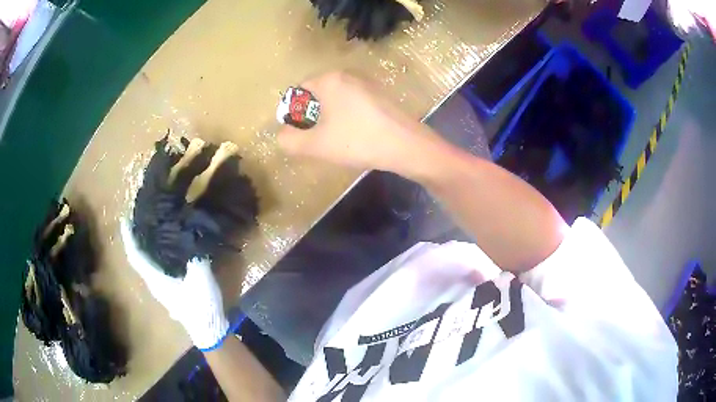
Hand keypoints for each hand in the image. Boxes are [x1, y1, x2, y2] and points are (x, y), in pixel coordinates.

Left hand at [119, 220, 228, 349]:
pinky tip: (165, 248)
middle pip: (139, 257)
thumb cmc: (200, 306)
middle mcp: (154, 282)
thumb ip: (194, 255)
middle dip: (136, 238)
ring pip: (147, 263)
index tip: (125, 219)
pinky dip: (155, 254)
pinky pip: (156, 267)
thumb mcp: (200, 278)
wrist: (208, 330)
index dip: (129, 237)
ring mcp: (161, 288)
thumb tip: (192, 233)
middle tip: (140, 218)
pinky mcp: (169, 290)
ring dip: (145, 246)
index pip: (136, 255)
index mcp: (156, 278)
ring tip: (151, 228)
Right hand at [278, 71, 442, 175]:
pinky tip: (355, 135)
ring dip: (330, 118)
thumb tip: (283, 135)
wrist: (406, 146)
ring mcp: (367, 83)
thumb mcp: (316, 145)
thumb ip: (290, 140)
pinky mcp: (381, 95)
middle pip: (318, 95)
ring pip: (336, 100)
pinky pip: (353, 104)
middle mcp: (348, 75)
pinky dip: (347, 117)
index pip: (299, 91)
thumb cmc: (357, 140)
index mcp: (329, 80)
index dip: (294, 114)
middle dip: (312, 117)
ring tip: (336, 140)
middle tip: (317, 140)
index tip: (301, 134)